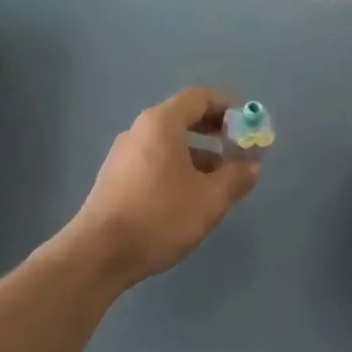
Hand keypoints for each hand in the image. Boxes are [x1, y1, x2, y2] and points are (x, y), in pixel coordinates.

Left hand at [63, 88, 259, 287]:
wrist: (100, 253)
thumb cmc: (160, 218)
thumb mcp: (210, 200)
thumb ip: (236, 177)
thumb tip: (252, 165)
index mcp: (161, 124)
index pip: (199, 98)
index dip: (229, 107)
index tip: (249, 126)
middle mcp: (139, 131)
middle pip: (183, 118)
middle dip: (215, 132)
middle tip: (238, 152)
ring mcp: (123, 155)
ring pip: (169, 144)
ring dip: (199, 155)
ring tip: (220, 183)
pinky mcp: (116, 178)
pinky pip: (155, 161)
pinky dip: (178, 168)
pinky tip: (190, 198)